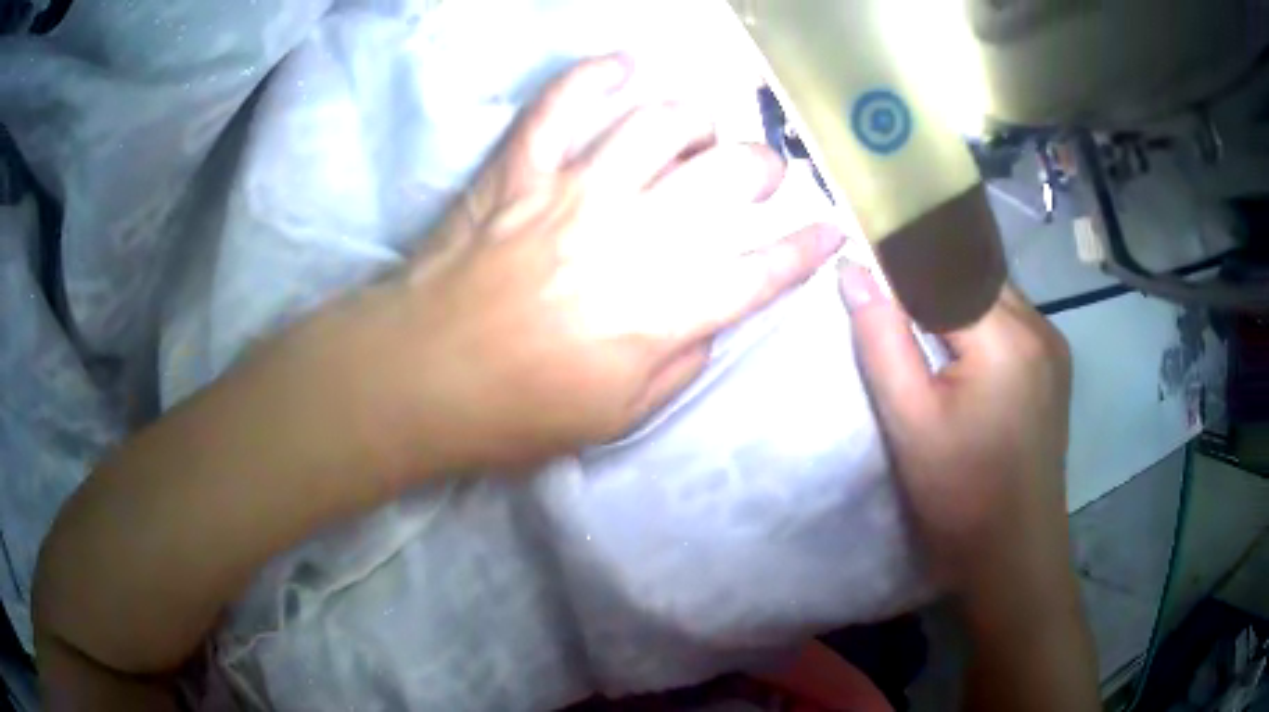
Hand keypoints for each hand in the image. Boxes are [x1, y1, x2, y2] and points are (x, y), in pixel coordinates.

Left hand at [375, 56, 841, 473]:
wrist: (424, 376)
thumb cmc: (521, 411)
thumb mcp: (621, 416)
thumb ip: (683, 360)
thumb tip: (714, 312)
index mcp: (663, 311)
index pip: (762, 272)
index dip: (807, 251)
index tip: (831, 232)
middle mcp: (633, 238)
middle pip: (727, 177)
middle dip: (761, 168)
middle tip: (760, 175)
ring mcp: (573, 193)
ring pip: (660, 124)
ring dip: (694, 121)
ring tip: (697, 134)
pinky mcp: (520, 170)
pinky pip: (562, 104)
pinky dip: (595, 76)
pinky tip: (623, 67)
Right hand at [838, 263, 1072, 591]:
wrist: (1015, 550)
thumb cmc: (959, 495)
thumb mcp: (910, 422)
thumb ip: (882, 340)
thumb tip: (853, 272)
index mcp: (1004, 337)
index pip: (943, 264)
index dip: (898, 249)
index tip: (859, 240)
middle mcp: (1038, 326)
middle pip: (973, 269)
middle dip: (925, 264)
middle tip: (880, 270)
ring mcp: (1052, 344)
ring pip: (993, 288)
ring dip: (953, 287)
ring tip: (911, 302)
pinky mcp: (1054, 364)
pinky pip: (1011, 315)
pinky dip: (976, 310)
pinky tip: (955, 336)